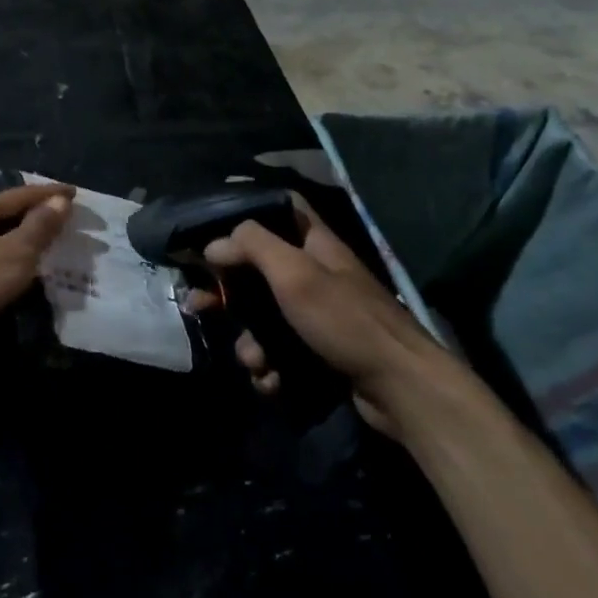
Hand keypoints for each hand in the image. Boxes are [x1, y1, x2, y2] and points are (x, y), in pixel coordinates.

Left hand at [0, 183, 74, 341]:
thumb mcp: (17, 252)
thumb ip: (40, 225)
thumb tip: (60, 200)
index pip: (18, 195)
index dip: (48, 193)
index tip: (74, 192)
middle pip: (5, 214)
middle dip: (34, 215)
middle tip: (62, 217)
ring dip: (22, 239)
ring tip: (47, 243)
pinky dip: (10, 259)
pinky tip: (22, 270)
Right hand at [191, 196, 440, 439]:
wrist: (400, 388)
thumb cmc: (345, 319)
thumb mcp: (295, 273)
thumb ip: (253, 247)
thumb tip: (214, 244)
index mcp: (314, 244)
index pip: (280, 209)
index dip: (246, 213)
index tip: (210, 227)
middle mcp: (314, 275)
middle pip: (258, 270)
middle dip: (227, 291)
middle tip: (198, 304)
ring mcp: (316, 317)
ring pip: (263, 319)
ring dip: (250, 342)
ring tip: (254, 361)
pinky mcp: (318, 354)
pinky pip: (278, 354)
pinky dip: (269, 368)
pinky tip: (271, 382)